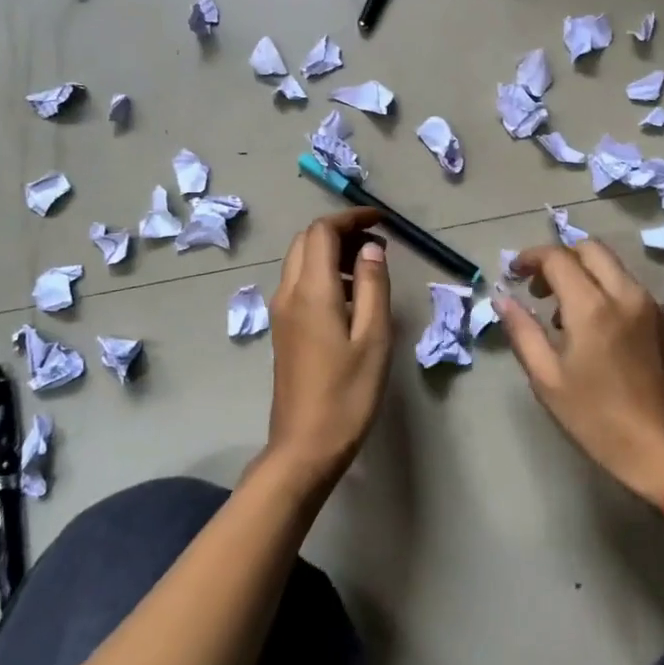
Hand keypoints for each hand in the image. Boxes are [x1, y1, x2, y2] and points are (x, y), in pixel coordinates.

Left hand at [265, 209, 393, 492]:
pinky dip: (324, 273)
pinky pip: (299, 283)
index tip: (382, 221)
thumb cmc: (347, 394)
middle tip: (377, 244)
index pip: (322, 231)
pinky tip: (350, 297)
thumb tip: (371, 248)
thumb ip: (372, 286)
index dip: (351, 218)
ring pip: (301, 261)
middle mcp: (288, 293)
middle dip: (340, 231)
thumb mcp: (373, 338)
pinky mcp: (283, 329)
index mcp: (311, 291)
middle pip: (307, 241)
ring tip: (369, 268)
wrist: (305, 446)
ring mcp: (281, 312)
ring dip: (331, 252)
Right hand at [496, 242, 663, 508]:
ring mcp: (652, 306)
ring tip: (564, 313)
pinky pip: (631, 289)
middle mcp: (626, 295)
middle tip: (539, 288)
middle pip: (590, 249)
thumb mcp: (548, 379)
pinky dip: (606, 290)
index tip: (514, 273)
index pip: (557, 258)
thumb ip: (522, 331)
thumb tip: (502, 298)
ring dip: (584, 274)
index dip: (530, 258)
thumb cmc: (597, 419)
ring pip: (613, 267)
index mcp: (592, 307)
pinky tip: (596, 329)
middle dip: (560, 258)